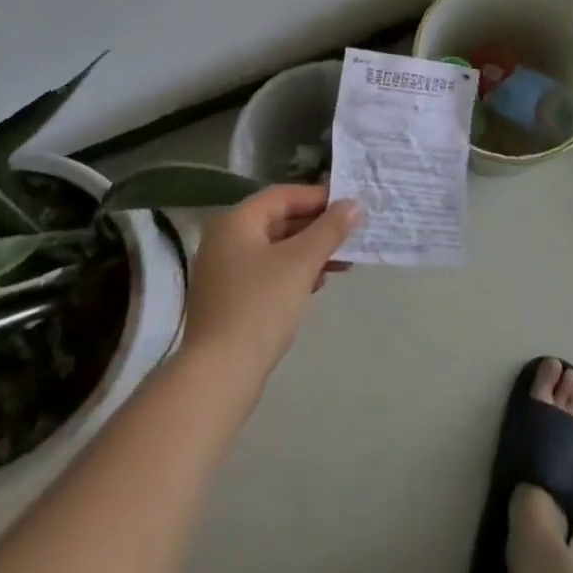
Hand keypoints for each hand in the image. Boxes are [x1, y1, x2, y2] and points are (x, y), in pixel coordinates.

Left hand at [180, 185, 359, 383]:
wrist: (218, 377)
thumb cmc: (260, 306)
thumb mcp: (302, 262)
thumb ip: (329, 229)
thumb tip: (353, 204)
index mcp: (236, 221)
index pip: (283, 196)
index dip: (319, 198)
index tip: (350, 208)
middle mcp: (225, 240)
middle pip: (279, 221)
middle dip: (317, 229)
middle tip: (351, 236)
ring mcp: (223, 272)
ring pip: (275, 249)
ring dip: (309, 253)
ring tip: (343, 263)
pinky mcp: (227, 301)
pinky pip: (266, 273)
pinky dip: (292, 273)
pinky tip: (316, 285)